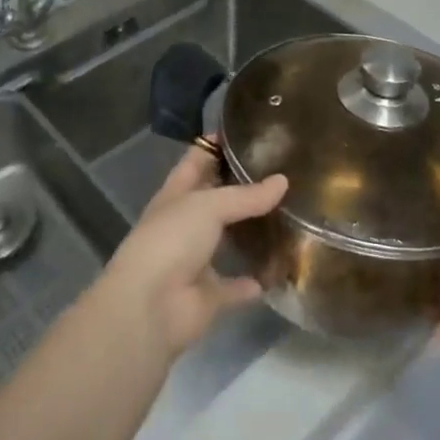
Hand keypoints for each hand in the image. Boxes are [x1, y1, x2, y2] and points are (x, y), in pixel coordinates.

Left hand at [102, 148, 287, 357]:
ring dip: (251, 233)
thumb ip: (246, 195)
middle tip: (282, 172)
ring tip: (290, 214)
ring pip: (228, 241)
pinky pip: (237, 286)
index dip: (217, 145)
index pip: (197, 160)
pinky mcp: (209, 296)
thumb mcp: (208, 205)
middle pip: (216, 200)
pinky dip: (255, 281)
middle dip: (243, 188)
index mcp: (176, 195)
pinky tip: (282, 268)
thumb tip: (283, 181)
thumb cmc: (172, 240)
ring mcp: (195, 261)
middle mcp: (184, 225)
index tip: (250, 131)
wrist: (150, 308)